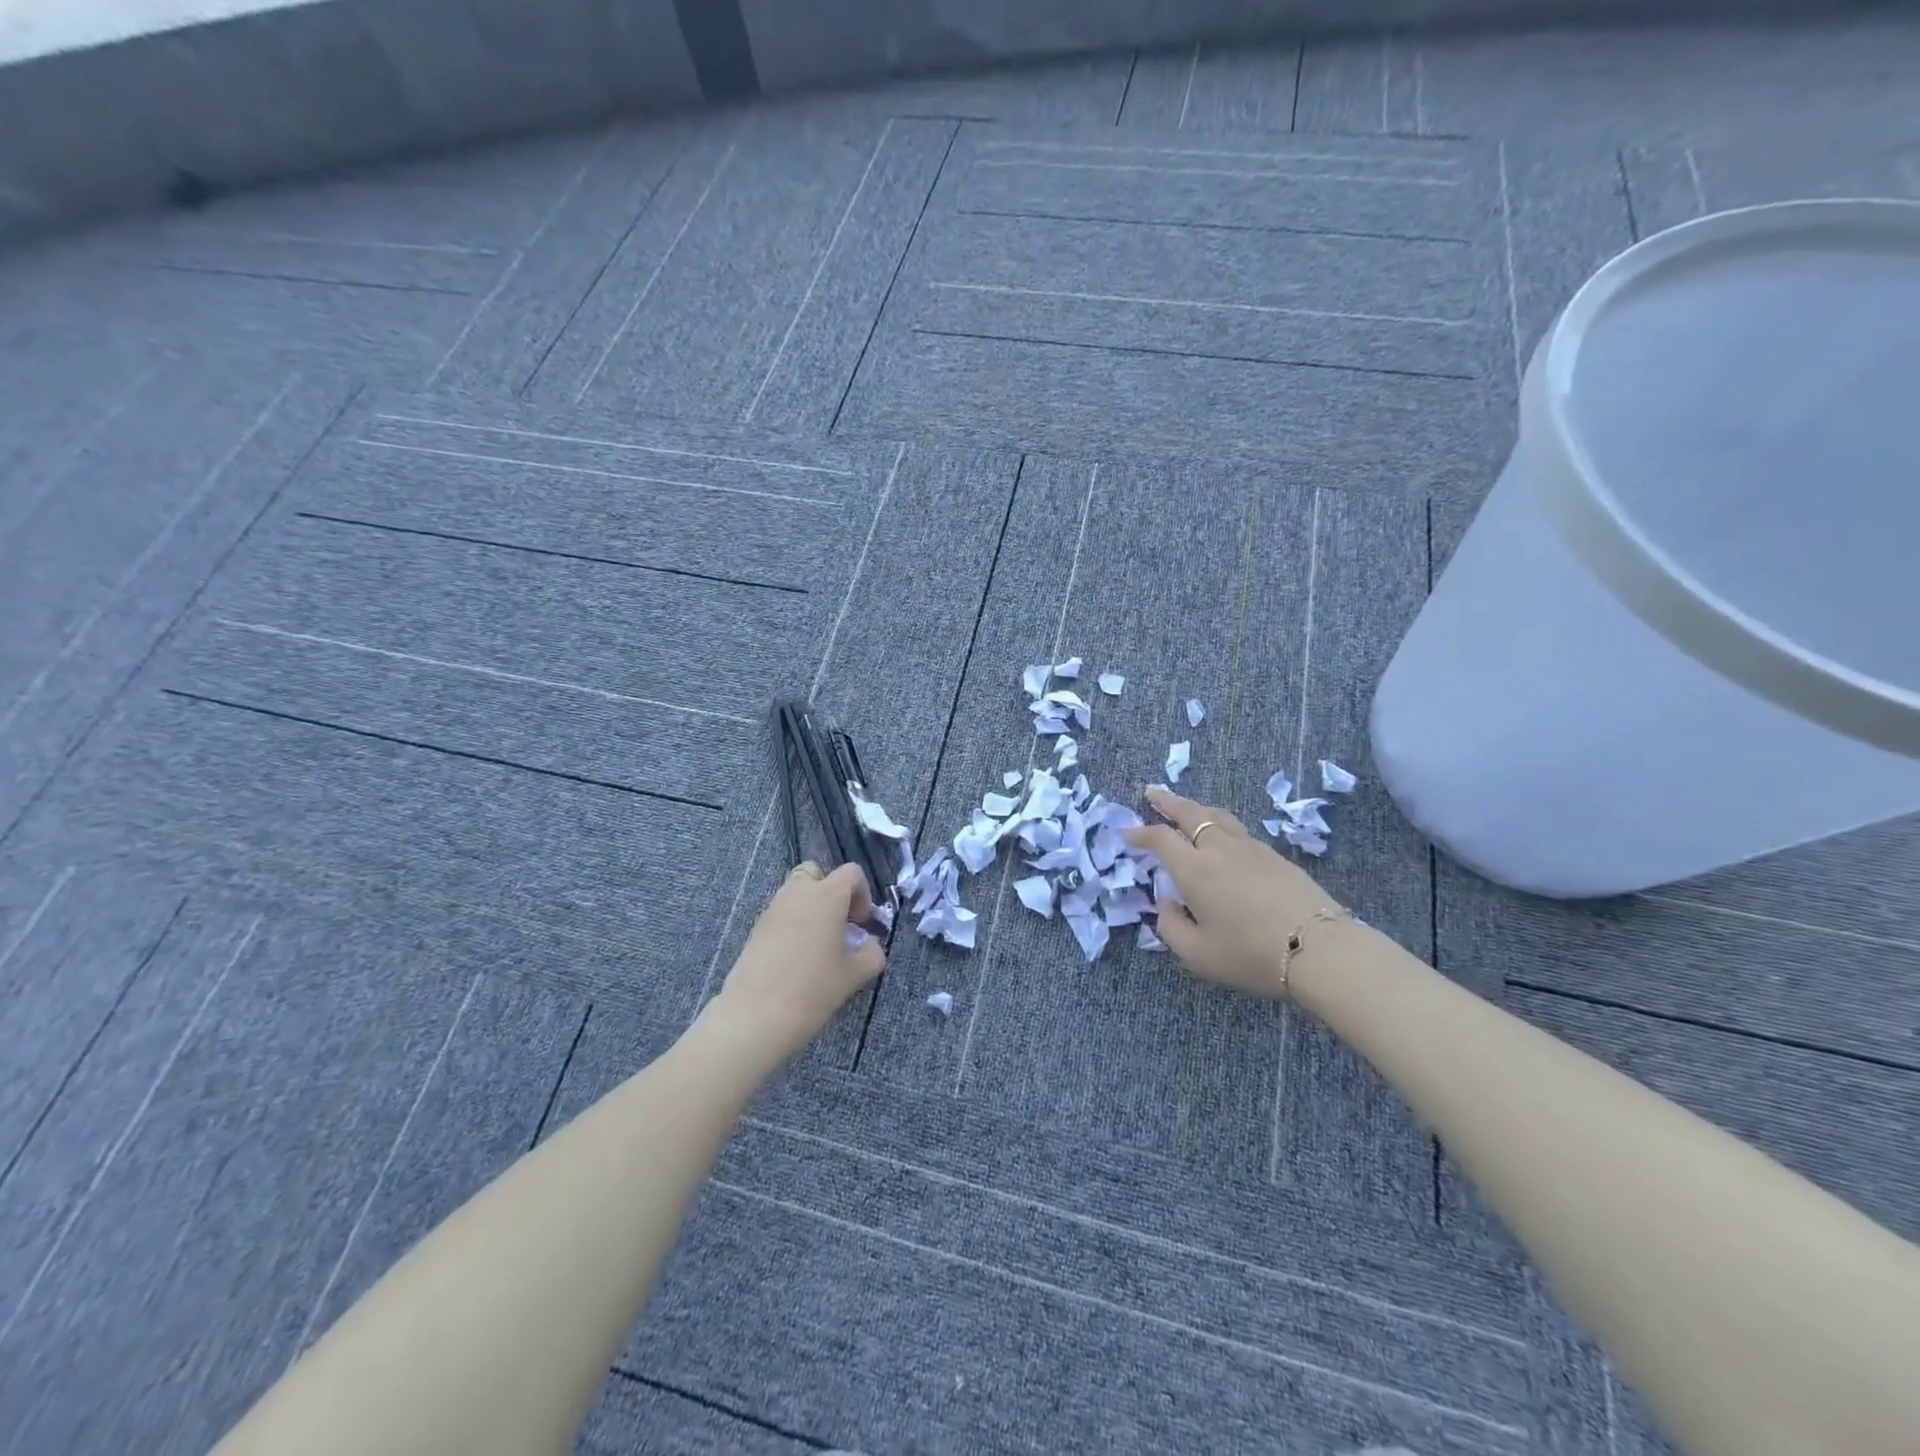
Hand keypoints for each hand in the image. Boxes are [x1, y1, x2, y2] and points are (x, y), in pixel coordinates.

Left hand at [712, 861, 886, 1062]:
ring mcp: (773, 909)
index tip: (862, 924)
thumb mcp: (855, 974)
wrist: (756, 1016)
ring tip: (819, 945)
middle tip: (839, 924)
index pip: (851, 873)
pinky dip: (793, 924)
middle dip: (831, 892)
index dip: (863, 894)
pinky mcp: (756, 929)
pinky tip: (797, 958)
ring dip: (811, 908)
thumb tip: (870, 945)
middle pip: (816, 873)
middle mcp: (798, 893)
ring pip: (796, 893)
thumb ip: (872, 953)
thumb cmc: (813, 989)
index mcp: (827, 896)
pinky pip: (781, 913)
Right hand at [1124, 788, 1345, 998]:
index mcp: (1194, 869)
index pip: (1160, 838)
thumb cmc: (1250, 954)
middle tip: (1151, 792)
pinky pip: (1238, 830)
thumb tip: (1167, 903)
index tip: (1126, 833)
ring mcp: (1251, 848)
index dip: (1139, 833)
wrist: (1319, 950)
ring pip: (1217, 816)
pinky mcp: (1276, 856)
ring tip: (1186, 808)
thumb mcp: (1197, 954)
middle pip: (1189, 812)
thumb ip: (1170, 927)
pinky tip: (1222, 837)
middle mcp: (1219, 848)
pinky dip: (1219, 825)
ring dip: (1195, 808)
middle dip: (1166, 801)